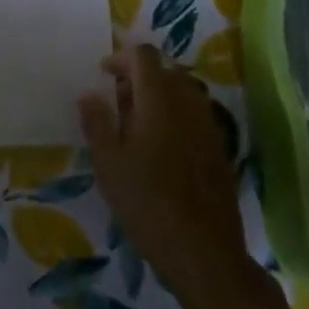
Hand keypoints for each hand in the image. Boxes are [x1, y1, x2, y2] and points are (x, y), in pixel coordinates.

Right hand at [79, 44, 252, 308]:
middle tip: (117, 103)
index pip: (143, 56)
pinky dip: (175, 117)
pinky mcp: (219, 148)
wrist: (205, 253)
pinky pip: (194, 115)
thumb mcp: (109, 164)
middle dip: (138, 78)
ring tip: (136, 127)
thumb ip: (97, 122)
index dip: (121, 58)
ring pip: (181, 92)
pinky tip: (161, 150)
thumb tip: (88, 94)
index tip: (104, 76)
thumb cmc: (148, 203)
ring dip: (158, 97)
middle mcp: (188, 102)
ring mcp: (208, 124)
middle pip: (164, 70)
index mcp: (159, 98)